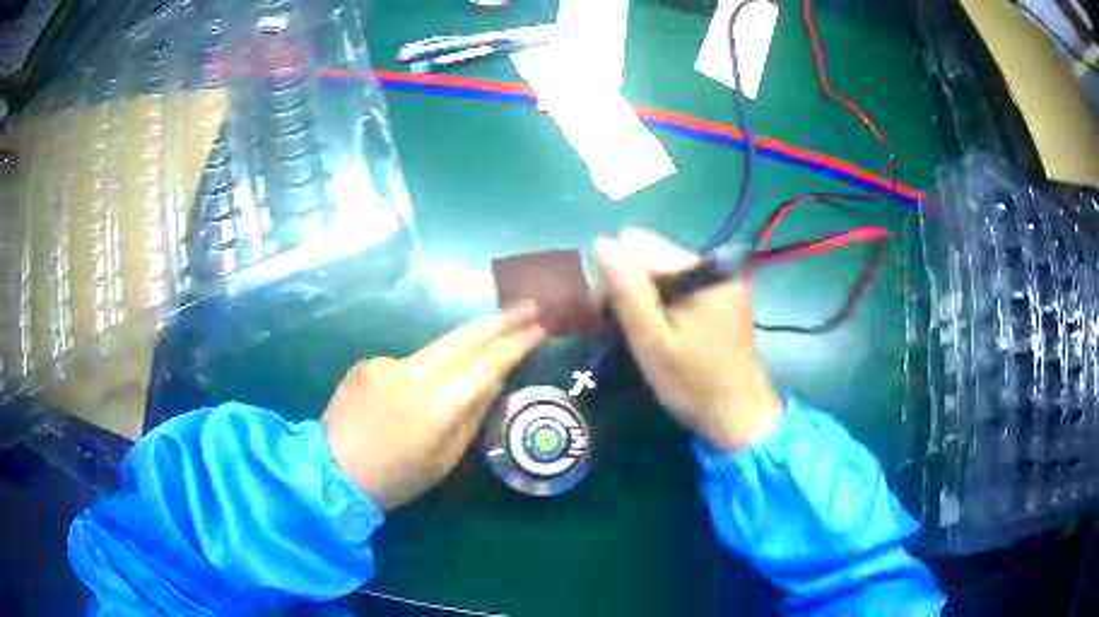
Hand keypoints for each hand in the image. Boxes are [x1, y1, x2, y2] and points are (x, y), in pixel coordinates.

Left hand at [322, 304, 545, 509]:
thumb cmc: (396, 477)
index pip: (486, 363)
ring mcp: (385, 362)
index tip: (540, 326)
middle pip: (463, 337)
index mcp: (436, 403)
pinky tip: (420, 392)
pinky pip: (409, 362)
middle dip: (499, 320)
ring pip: (436, 348)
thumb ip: (471, 414)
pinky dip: (426, 370)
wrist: (331, 471)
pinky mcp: (368, 363)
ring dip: (464, 345)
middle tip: (531, 305)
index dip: (516, 343)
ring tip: (488, 345)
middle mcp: (412, 371)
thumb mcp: (445, 458)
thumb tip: (493, 379)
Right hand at [595, 229, 782, 450]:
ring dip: (644, 295)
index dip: (615, 276)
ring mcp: (721, 280)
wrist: (739, 416)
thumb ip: (628, 292)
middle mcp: (716, 266)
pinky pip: (679, 284)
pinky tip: (659, 329)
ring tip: (640, 331)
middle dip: (630, 285)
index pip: (640, 248)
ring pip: (663, 270)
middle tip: (623, 327)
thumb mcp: (652, 342)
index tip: (605, 313)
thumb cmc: (693, 385)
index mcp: (703, 272)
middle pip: (653, 255)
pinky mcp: (722, 295)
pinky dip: (662, 301)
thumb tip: (602, 243)